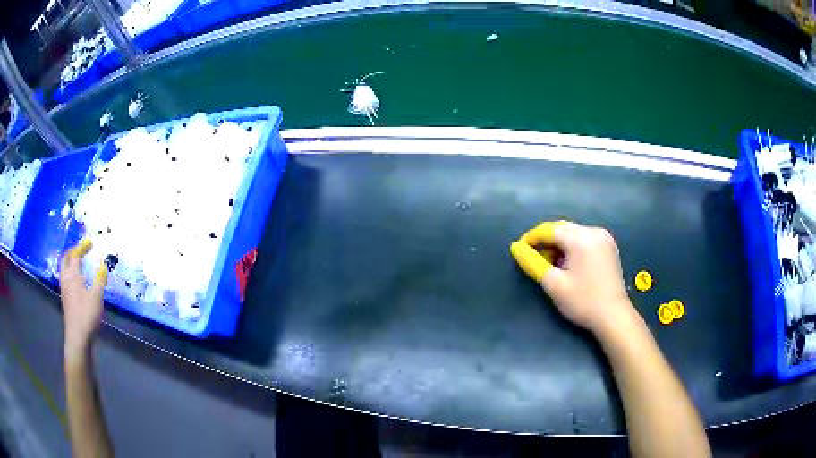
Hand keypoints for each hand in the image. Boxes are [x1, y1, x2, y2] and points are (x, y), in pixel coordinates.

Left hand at [60, 239, 107, 354]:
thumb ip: (99, 279)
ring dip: (69, 262)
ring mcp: (64, 290)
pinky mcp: (65, 300)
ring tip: (76, 263)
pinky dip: (69, 274)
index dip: (82, 247)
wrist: (77, 336)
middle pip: (65, 259)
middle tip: (80, 249)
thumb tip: (103, 265)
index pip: (76, 255)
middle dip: (72, 251)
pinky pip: (65, 279)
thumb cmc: (87, 314)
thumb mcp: (97, 296)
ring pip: (63, 270)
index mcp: (73, 275)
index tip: (90, 242)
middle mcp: (66, 279)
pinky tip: (75, 281)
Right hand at [510, 221, 634, 336]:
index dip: (531, 238)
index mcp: (580, 238)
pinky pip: (584, 239)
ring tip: (550, 264)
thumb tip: (516, 247)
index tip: (518, 251)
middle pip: (562, 229)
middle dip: (545, 242)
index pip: (549, 230)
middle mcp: (593, 231)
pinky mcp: (609, 246)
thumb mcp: (554, 284)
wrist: (613, 316)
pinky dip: (572, 247)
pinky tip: (568, 264)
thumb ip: (533, 263)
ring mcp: (604, 238)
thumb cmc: (582, 301)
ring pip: (573, 234)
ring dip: (559, 245)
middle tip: (534, 260)